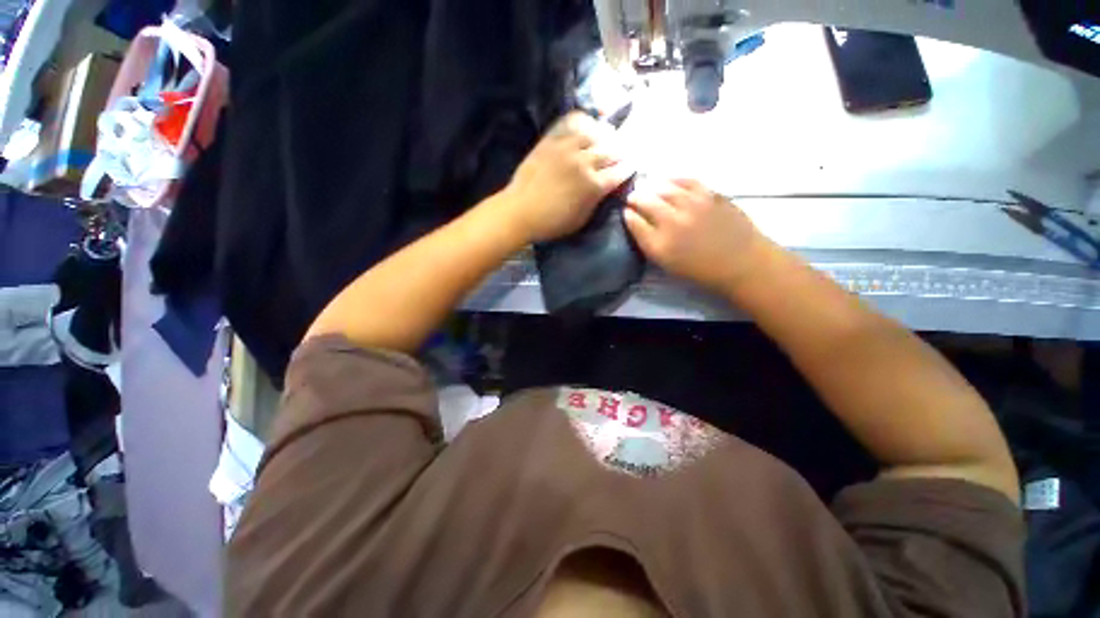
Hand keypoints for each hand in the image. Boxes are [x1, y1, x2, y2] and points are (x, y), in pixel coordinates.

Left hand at [499, 112, 632, 243]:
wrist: (520, 211)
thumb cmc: (552, 223)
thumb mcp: (581, 220)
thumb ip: (596, 201)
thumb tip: (605, 188)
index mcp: (594, 185)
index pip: (619, 172)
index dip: (629, 168)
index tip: (634, 164)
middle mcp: (584, 162)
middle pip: (610, 150)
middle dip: (621, 150)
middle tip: (624, 150)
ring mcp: (567, 148)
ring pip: (593, 133)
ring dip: (604, 134)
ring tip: (608, 135)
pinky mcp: (551, 141)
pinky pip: (570, 124)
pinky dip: (582, 122)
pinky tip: (586, 124)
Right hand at [624, 179, 769, 293]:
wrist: (741, 263)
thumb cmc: (700, 269)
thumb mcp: (666, 264)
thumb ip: (648, 242)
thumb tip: (635, 220)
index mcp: (660, 244)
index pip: (633, 221)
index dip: (627, 214)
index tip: (626, 212)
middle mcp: (673, 222)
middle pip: (645, 201)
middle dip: (635, 197)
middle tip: (633, 197)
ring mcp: (693, 205)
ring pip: (664, 187)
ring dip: (652, 186)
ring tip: (649, 188)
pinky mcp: (711, 195)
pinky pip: (687, 181)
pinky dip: (674, 179)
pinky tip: (669, 181)